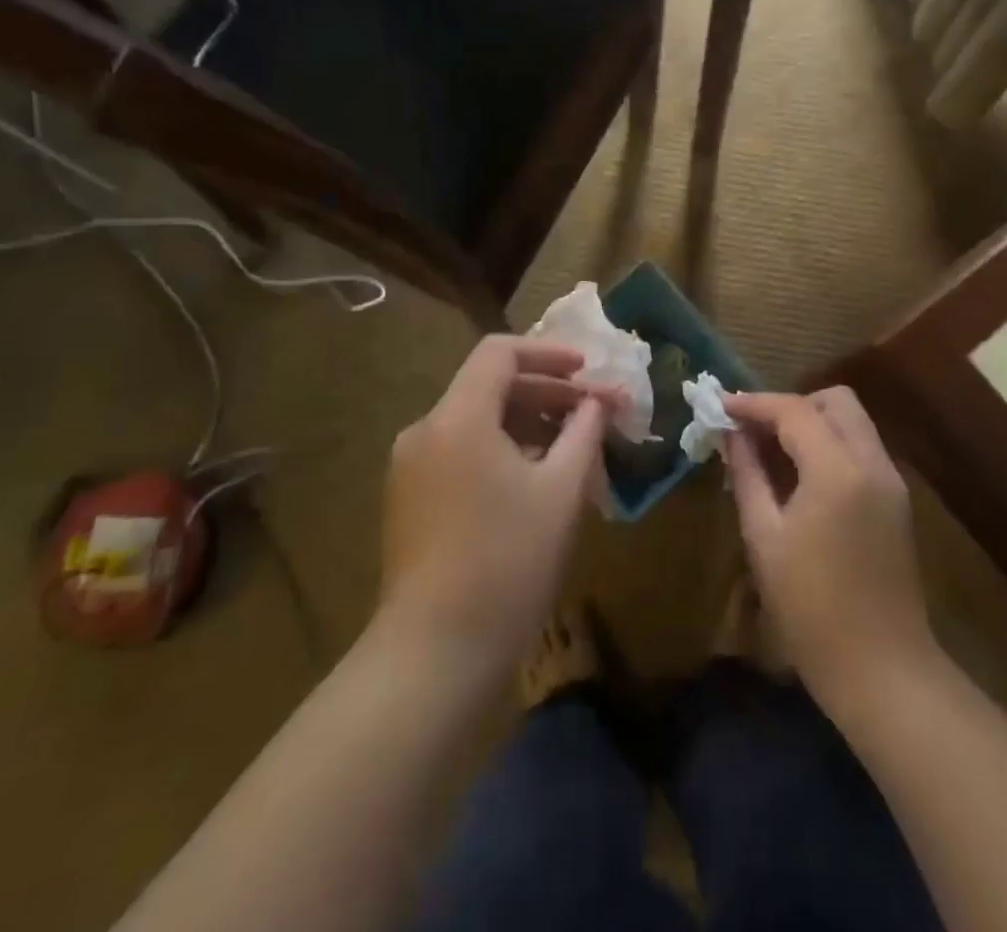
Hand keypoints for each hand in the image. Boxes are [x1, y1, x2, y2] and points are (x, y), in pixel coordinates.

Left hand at [380, 336, 609, 674]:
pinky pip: (461, 451)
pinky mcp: (409, 499)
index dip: (548, 353)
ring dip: (526, 423)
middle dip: (545, 391)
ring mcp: (411, 467)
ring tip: (571, 447)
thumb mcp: (560, 491)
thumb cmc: (508, 561)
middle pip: (488, 386)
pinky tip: (534, 479)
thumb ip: (583, 433)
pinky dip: (500, 449)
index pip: (499, 353)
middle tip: (592, 411)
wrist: (435, 653)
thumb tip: (596, 404)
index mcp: (458, 417)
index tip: (587, 371)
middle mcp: (425, 430)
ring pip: (475, 421)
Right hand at [725, 387, 936, 710]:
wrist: (882, 669)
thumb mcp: (764, 538)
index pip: (794, 410)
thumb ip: (747, 475)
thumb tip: (731, 435)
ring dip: (812, 422)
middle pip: (835, 400)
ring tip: (771, 450)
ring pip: (852, 421)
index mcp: (838, 470)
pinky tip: (800, 474)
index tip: (720, 405)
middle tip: (754, 429)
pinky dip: (830, 444)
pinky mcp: (896, 501)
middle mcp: (872, 462)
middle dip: (791, 405)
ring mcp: (891, 481)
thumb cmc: (811, 608)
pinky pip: (861, 448)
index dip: (754, 403)